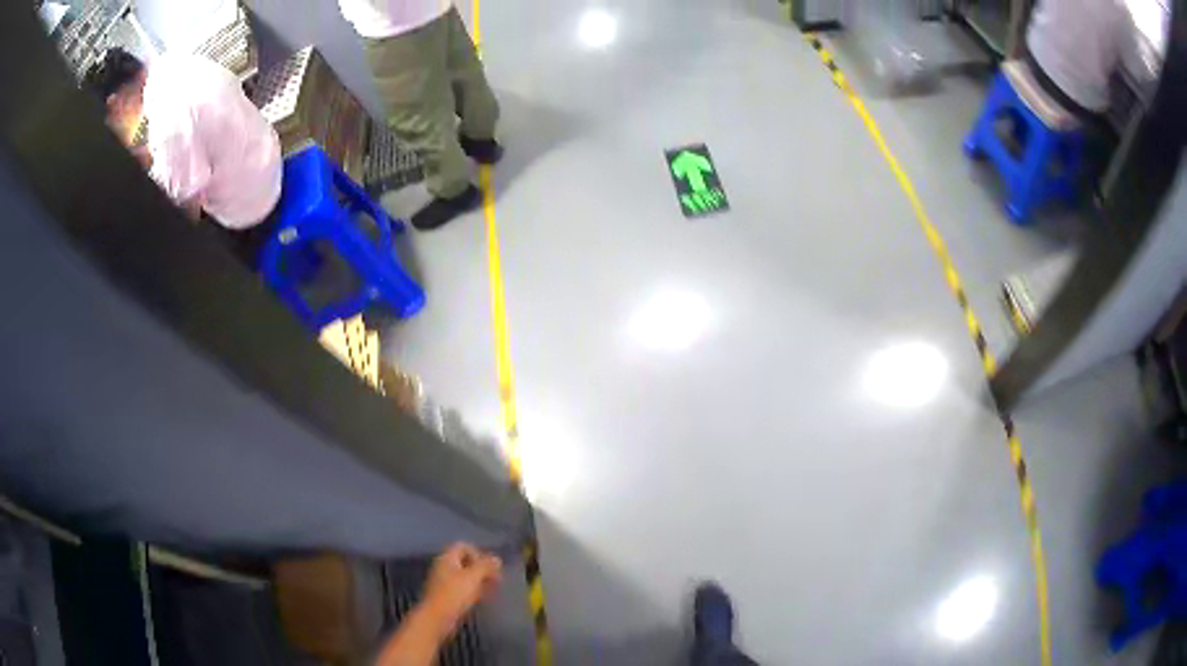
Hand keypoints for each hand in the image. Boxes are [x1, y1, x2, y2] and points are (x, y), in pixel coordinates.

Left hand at [418, 543, 502, 640]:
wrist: (437, 618)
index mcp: (447, 558)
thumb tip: (497, 559)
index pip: (464, 546)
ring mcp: (444, 582)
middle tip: (496, 580)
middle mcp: (444, 567)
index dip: (479, 553)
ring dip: (480, 581)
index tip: (491, 567)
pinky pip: (462, 589)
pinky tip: (483, 599)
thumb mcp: (473, 577)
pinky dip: (474, 591)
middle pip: (465, 562)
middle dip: (482, 569)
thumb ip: (485, 566)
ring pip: (465, 577)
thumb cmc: (454, 594)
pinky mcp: (446, 596)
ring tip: (493, 591)